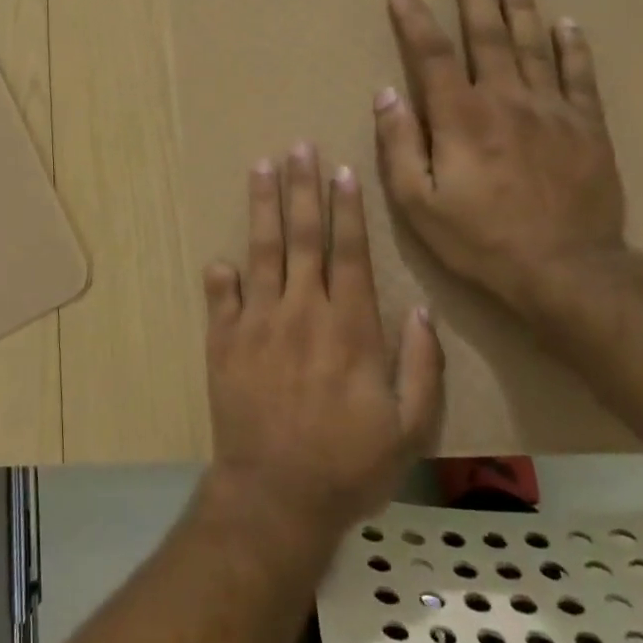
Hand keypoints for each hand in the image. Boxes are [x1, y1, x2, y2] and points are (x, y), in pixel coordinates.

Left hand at [200, 144, 444, 554]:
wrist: (276, 495)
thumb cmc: (349, 464)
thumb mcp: (410, 427)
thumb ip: (422, 367)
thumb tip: (423, 312)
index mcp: (349, 327)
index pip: (349, 252)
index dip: (346, 209)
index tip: (342, 171)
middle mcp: (302, 311)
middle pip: (302, 236)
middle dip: (302, 188)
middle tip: (298, 147)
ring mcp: (258, 321)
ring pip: (262, 250)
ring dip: (263, 206)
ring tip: (262, 167)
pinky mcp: (224, 339)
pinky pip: (221, 296)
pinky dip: (221, 275)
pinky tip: (220, 256)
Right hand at [374, 0, 628, 311]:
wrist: (568, 272)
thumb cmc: (481, 240)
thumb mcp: (418, 202)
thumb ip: (399, 144)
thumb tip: (387, 94)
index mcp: (461, 116)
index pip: (431, 54)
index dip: (414, 20)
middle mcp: (506, 100)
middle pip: (487, 37)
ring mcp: (553, 110)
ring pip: (534, 46)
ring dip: (520, 8)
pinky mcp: (588, 128)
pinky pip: (580, 77)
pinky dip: (573, 48)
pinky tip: (567, 24)